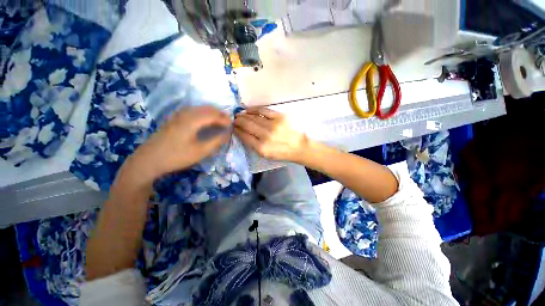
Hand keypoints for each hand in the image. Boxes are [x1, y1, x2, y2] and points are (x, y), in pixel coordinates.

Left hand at [123, 106, 231, 184]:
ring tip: (219, 120)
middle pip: (206, 109)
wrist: (148, 160)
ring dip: (211, 112)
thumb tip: (227, 134)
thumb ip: (216, 141)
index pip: (213, 115)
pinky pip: (192, 111)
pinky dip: (203, 113)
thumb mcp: (200, 152)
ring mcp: (178, 115)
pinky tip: (204, 120)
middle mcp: (185, 114)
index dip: (224, 119)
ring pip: (199, 108)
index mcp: (192, 121)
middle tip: (228, 121)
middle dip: (219, 113)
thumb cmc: (176, 156)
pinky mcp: (174, 119)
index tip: (232, 125)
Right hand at [234, 107, 307, 161]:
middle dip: (238, 121)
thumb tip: (242, 133)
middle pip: (246, 125)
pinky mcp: (280, 117)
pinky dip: (254, 109)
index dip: (236, 130)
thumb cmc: (282, 153)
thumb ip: (253, 145)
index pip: (244, 136)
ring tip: (240, 114)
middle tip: (234, 119)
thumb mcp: (266, 155)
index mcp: (261, 148)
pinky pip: (263, 110)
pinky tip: (248, 110)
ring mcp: (273, 125)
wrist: (299, 147)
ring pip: (253, 117)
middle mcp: (265, 136)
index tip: (233, 127)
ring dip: (244, 115)